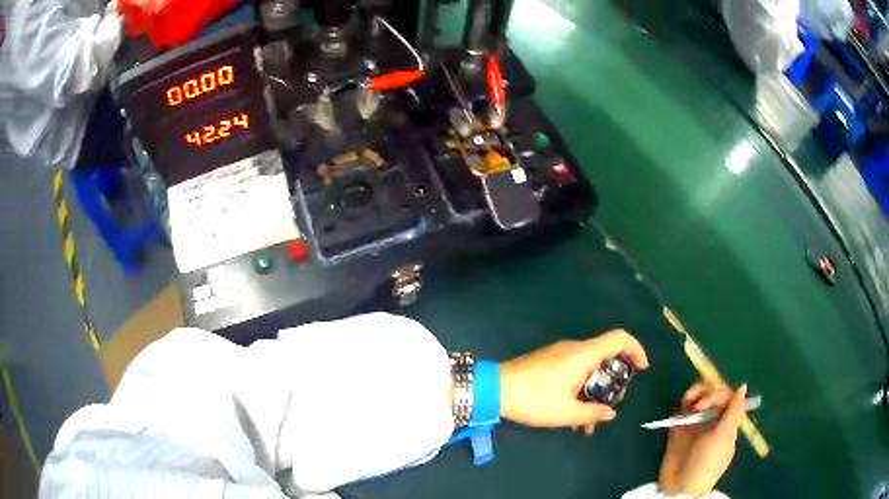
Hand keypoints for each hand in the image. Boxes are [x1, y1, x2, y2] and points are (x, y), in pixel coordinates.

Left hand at [499, 329, 648, 432]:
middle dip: (613, 383)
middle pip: (606, 357)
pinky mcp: (548, 362)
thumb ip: (592, 413)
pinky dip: (580, 391)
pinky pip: (574, 373)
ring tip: (585, 425)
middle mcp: (574, 349)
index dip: (636, 350)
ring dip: (593, 394)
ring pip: (589, 370)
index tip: (642, 369)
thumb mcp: (566, 412)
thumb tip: (610, 412)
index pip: (619, 338)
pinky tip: (571, 417)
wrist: (494, 389)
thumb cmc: (534, 399)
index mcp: (583, 354)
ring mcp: (560, 355)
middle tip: (607, 408)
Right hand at [658, 382, 746, 496]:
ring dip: (691, 396)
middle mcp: (711, 422)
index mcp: (725, 423)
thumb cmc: (707, 462)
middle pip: (710, 396)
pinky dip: (678, 410)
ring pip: (695, 401)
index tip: (708, 402)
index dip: (718, 394)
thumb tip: (743, 386)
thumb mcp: (723, 436)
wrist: (681, 487)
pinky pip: (678, 415)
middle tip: (696, 406)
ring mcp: (694, 428)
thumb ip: (733, 411)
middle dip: (704, 393)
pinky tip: (677, 414)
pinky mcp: (677, 434)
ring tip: (686, 402)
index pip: (726, 398)